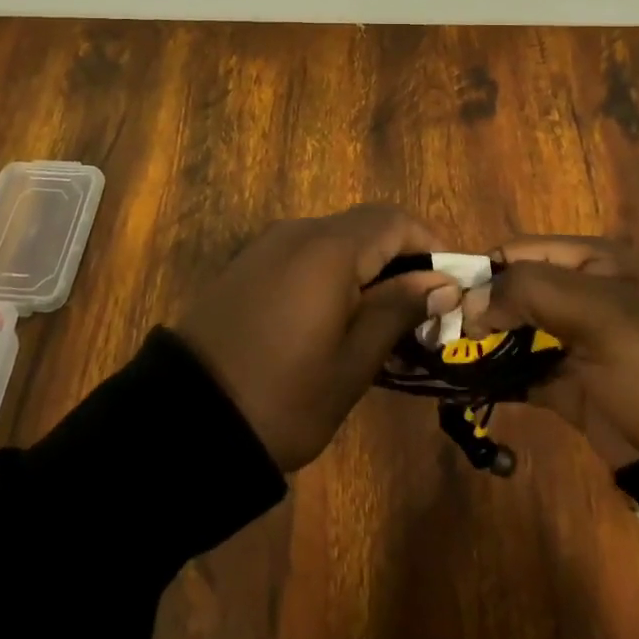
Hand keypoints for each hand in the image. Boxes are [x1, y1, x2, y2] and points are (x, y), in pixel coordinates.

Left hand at [176, 205, 461, 471]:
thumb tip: (443, 281)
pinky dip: (333, 273)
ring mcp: (267, 245)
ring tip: (385, 321)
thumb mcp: (353, 362)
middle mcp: (298, 232)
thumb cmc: (283, 395)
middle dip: (402, 257)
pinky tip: (337, 318)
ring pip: (336, 239)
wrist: (186, 418)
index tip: (451, 285)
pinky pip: (305, 254)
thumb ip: (398, 309)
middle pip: (365, 225)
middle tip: (423, 310)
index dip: (430, 243)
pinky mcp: (247, 264)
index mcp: (329, 248)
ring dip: (368, 266)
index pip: (395, 220)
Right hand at [462, 237, 638, 467]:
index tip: (443, 300)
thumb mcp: (599, 312)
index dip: (480, 271)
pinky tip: (465, 386)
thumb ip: (528, 292)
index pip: (517, 252)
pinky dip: (497, 378)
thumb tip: (469, 303)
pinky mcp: (574, 390)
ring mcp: (577, 344)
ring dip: (480, 346)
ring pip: (514, 334)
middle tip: (433, 336)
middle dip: (474, 311)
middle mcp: (580, 295)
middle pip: (512, 292)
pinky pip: (525, 375)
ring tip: (439, 361)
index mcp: (592, 261)